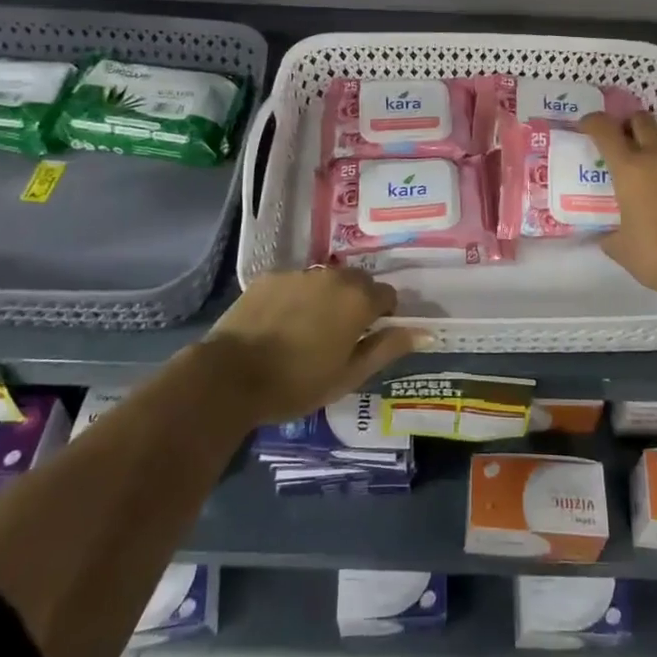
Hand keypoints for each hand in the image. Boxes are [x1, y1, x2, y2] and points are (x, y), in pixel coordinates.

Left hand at [202, 267, 421, 423]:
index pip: (387, 295)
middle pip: (357, 282)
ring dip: (326, 298)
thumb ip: (387, 348)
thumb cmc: (297, 383)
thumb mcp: (349, 375)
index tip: (370, 337)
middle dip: (356, 302)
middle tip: (341, 335)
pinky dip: (296, 297)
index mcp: (358, 299)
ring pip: (325, 281)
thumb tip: (425, 332)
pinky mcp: (269, 276)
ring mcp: (299, 273)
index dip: (384, 315)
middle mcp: (333, 276)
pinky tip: (281, 324)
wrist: (231, 375)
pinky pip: (295, 282)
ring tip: (308, 330)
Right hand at [580, 112, 656, 308]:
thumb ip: (608, 234)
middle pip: (641, 119)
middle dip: (629, 124)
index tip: (587, 126)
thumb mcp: (620, 247)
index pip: (605, 130)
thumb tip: (604, 233)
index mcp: (629, 168)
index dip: (593, 122)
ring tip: (655, 149)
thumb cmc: (656, 256)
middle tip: (625, 138)